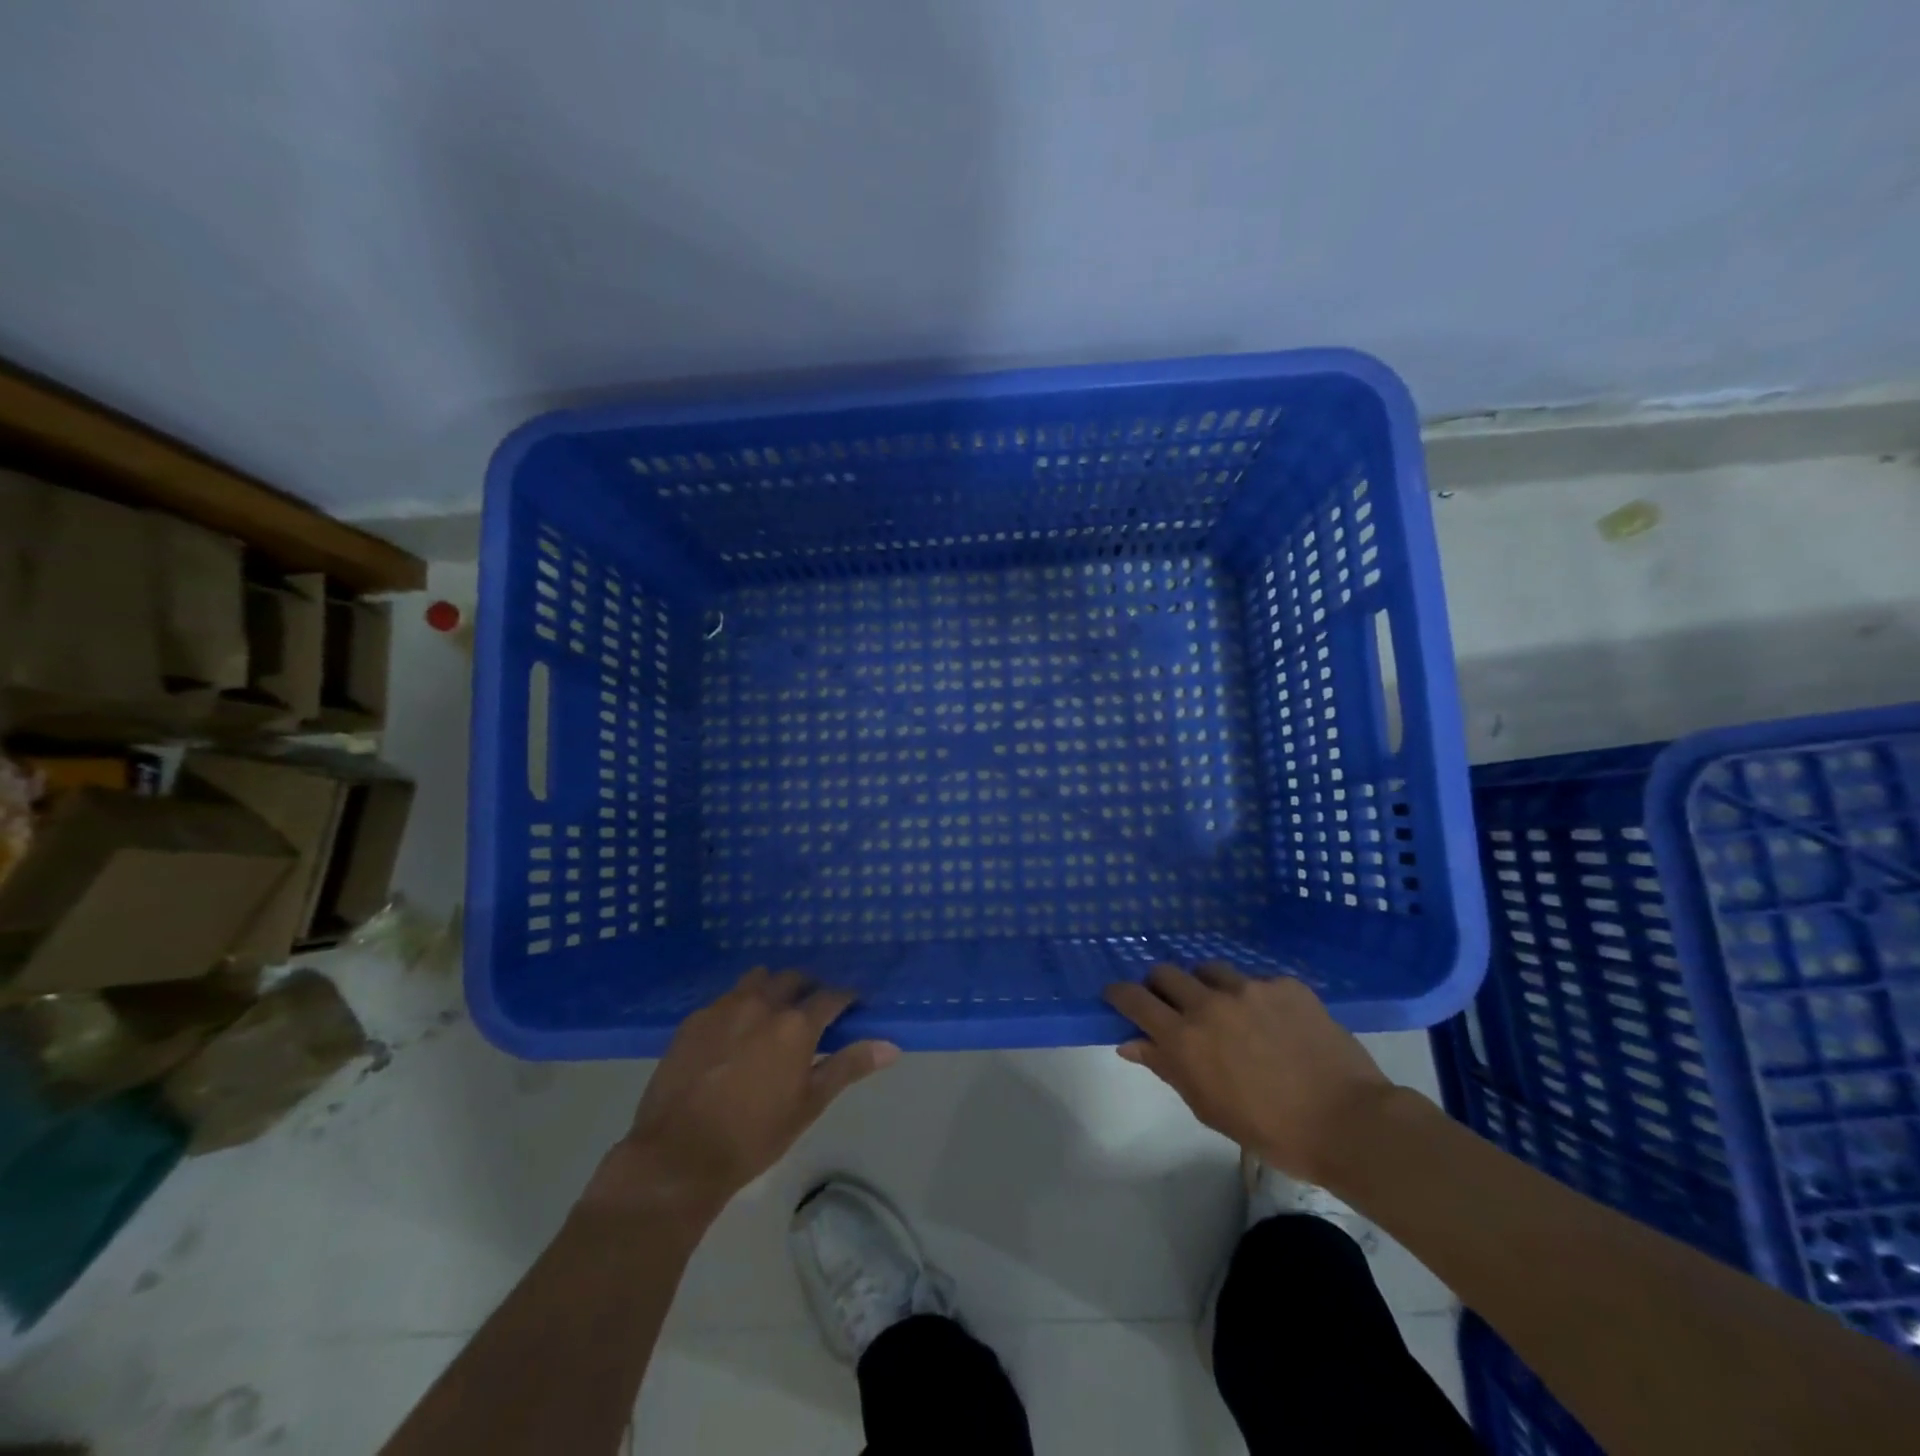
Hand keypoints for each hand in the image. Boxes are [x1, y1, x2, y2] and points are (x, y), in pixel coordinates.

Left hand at [585, 969, 898, 1222]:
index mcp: (795, 1024)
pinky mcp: (693, 1019)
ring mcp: (723, 1007)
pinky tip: (735, 1034)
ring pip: (757, 980)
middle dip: (807, 989)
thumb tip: (891, 1046)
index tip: (852, 1006)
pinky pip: (725, 999)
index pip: (831, 996)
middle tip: (812, 1012)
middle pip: (793, 979)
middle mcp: (761, 1003)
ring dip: (772, 989)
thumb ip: (848, 1066)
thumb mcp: (808, 1105)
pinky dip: (739, 1006)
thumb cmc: (753, 1137)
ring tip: (772, 1016)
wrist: (676, 1156)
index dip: (845, 999)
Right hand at [1104, 962, 1393, 1183]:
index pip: (1134, 999)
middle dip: (1160, 986)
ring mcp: (1250, 988)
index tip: (1117, 997)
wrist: (1348, 1123)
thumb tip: (1130, 1043)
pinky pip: (1255, 980)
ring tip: (1223, 1009)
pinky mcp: (1285, 984)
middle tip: (1171, 1005)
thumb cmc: (1271, 1130)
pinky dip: (1252, 996)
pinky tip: (1272, 1022)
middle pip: (1166, 972)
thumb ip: (1167, 1067)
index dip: (1119, 994)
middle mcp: (1210, 1002)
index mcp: (1185, 1037)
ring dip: (1205, 985)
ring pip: (1209, 969)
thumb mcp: (1208, 1107)